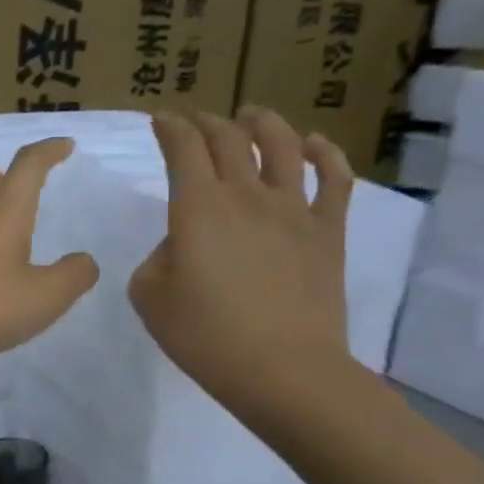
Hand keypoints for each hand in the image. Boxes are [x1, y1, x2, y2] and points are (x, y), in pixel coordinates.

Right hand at [129, 108, 353, 418]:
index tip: (160, 121)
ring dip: (263, 123)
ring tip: (251, 115)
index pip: (183, 149)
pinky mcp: (327, 231)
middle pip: (228, 140)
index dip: (169, 128)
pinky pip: (334, 179)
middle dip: (207, 123)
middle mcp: (246, 195)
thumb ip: (158, 257)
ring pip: (282, 146)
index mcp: (198, 207)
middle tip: (195, 121)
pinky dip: (324, 153)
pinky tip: (314, 145)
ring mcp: (294, 209)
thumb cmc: (204, 335)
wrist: (281, 369)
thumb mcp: (149, 296)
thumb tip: (182, 242)